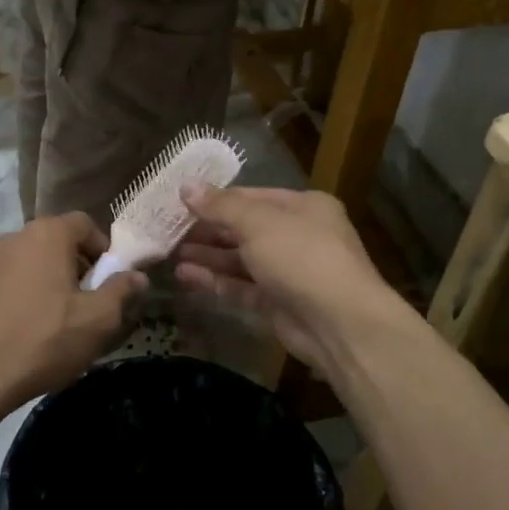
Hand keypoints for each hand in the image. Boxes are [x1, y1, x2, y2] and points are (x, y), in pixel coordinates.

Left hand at [0, 212, 146, 416]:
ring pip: (30, 261)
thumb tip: (137, 275)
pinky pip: (7, 281)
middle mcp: (14, 237)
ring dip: (48, 281)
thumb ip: (121, 291)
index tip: (108, 281)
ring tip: (56, 320)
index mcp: (47, 235)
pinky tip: (26, 329)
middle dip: (76, 266)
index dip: (103, 249)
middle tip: (86, 303)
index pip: (84, 224)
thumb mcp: (97, 320)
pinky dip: (22, 295)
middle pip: (56, 241)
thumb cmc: (44, 340)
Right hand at [174, 185, 400, 370]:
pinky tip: (185, 277)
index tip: (180, 202)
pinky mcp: (278, 303)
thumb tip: (186, 186)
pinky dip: (216, 281)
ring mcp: (289, 272)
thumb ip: (220, 206)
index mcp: (303, 207)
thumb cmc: (301, 256)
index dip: (215, 199)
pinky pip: (242, 287)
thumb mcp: (258, 222)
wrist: (340, 323)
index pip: (251, 197)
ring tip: (170, 254)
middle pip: (244, 228)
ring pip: (241, 260)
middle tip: (169, 230)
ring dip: (208, 256)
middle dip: (208, 230)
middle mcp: (298, 236)